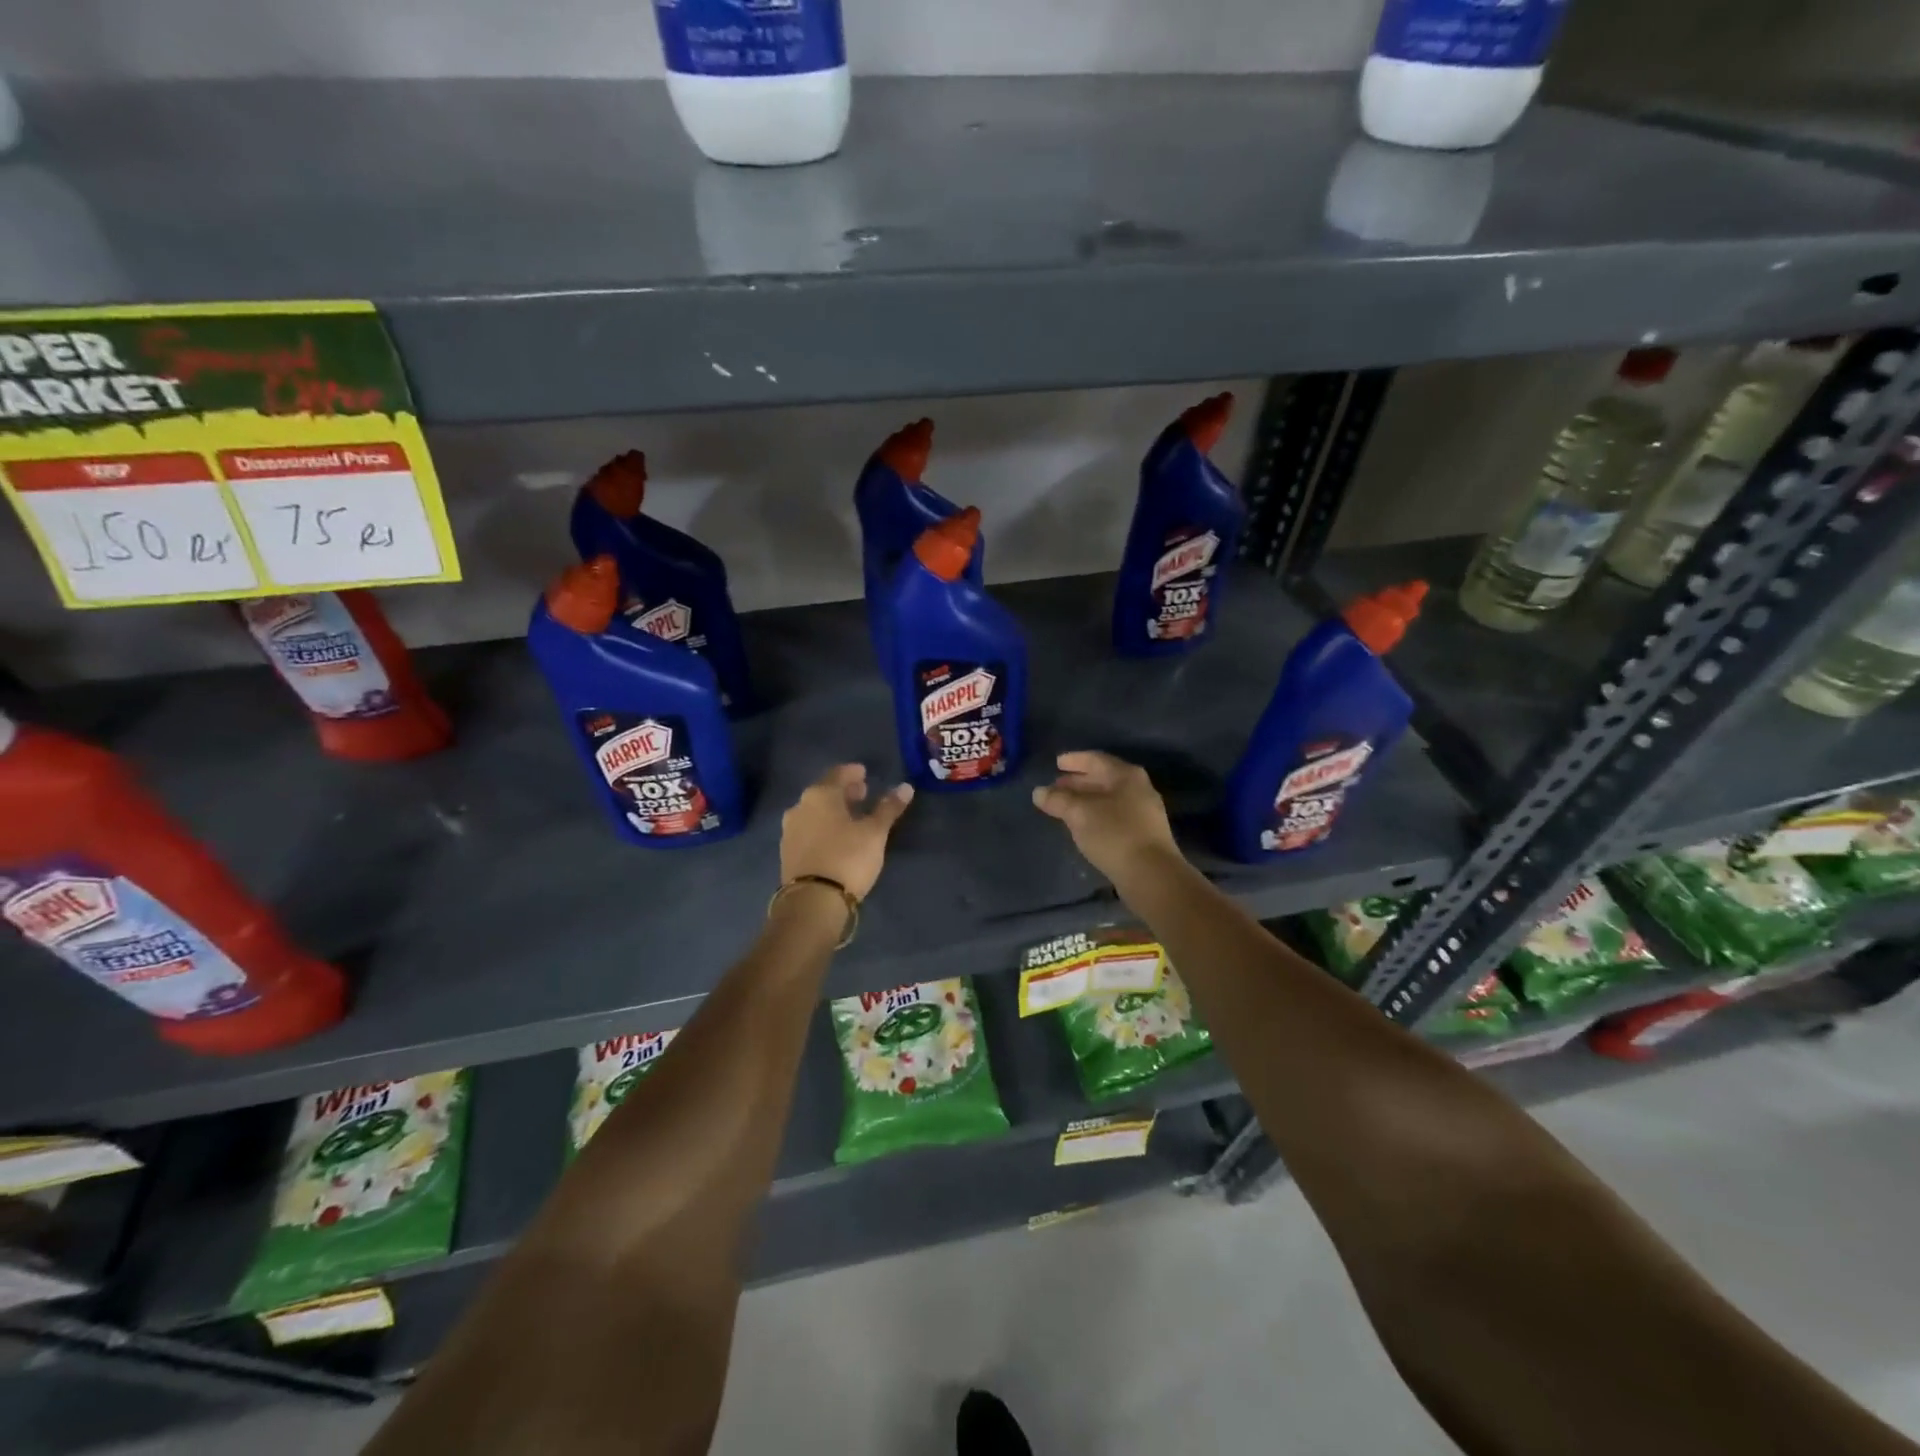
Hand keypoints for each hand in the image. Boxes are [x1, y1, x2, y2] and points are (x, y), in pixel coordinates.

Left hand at [780, 764, 913, 900]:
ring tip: (851, 817)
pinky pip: (808, 830)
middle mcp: (799, 807)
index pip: (837, 774)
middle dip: (843, 792)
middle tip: (862, 793)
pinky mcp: (787, 853)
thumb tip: (905, 787)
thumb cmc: (847, 857)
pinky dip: (823, 827)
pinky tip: (835, 837)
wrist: (812, 901)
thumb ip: (888, 808)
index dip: (852, 772)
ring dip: (832, 811)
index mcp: (820, 795)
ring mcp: (789, 831)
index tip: (864, 773)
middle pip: (824, 792)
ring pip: (814, 812)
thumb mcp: (875, 832)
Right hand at [1031, 751, 1183, 888]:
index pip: (1096, 759)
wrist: (1151, 874)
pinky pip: (1115, 815)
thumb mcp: (1079, 813)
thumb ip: (1058, 800)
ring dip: (1086, 800)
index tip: (1057, 763)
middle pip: (1104, 778)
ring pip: (1109, 798)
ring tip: (1065, 806)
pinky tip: (1084, 825)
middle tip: (1057, 786)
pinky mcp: (1144, 834)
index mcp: (1126, 775)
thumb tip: (1038, 792)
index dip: (1074, 760)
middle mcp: (1139, 788)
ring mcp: (1144, 812)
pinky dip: (1096, 814)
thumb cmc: (1114, 834)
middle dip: (1078, 782)